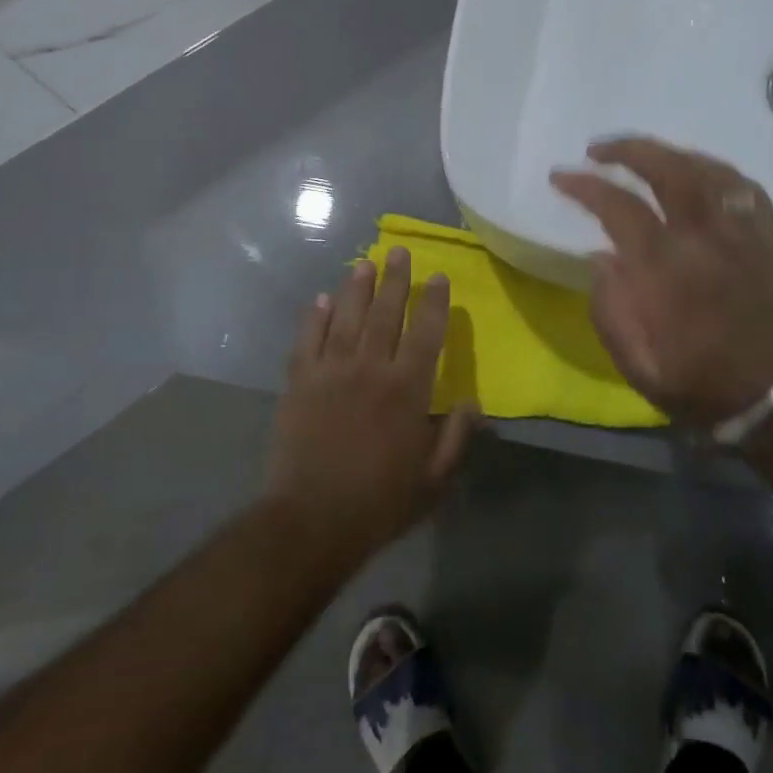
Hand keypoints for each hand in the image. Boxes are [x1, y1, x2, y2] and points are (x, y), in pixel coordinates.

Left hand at [263, 249, 479, 561]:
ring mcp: (331, 371)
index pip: (426, 331)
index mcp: (407, 389)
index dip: (434, 301)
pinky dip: (315, 316)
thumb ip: (456, 437)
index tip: (439, 276)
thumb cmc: (380, 502)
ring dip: (357, 287)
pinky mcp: (299, 381)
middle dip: (395, 279)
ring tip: (364, 262)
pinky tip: (322, 298)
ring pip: (347, 316)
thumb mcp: (433, 480)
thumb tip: (473, 402)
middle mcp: (371, 368)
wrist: (311, 520)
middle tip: (399, 251)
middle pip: (385, 312)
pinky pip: (308, 339)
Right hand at [550, 138, 772, 430]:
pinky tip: (695, 171)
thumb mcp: (640, 366)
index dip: (584, 186)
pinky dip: (711, 168)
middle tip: (597, 149)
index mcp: (667, 268)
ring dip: (666, 153)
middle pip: (666, 169)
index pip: (618, 206)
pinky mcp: (767, 236)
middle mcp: (705, 236)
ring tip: (640, 154)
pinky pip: (740, 184)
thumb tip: (600, 259)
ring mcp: (741, 231)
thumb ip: (610, 310)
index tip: (560, 177)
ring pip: (704, 168)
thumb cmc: (706, 386)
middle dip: (626, 150)